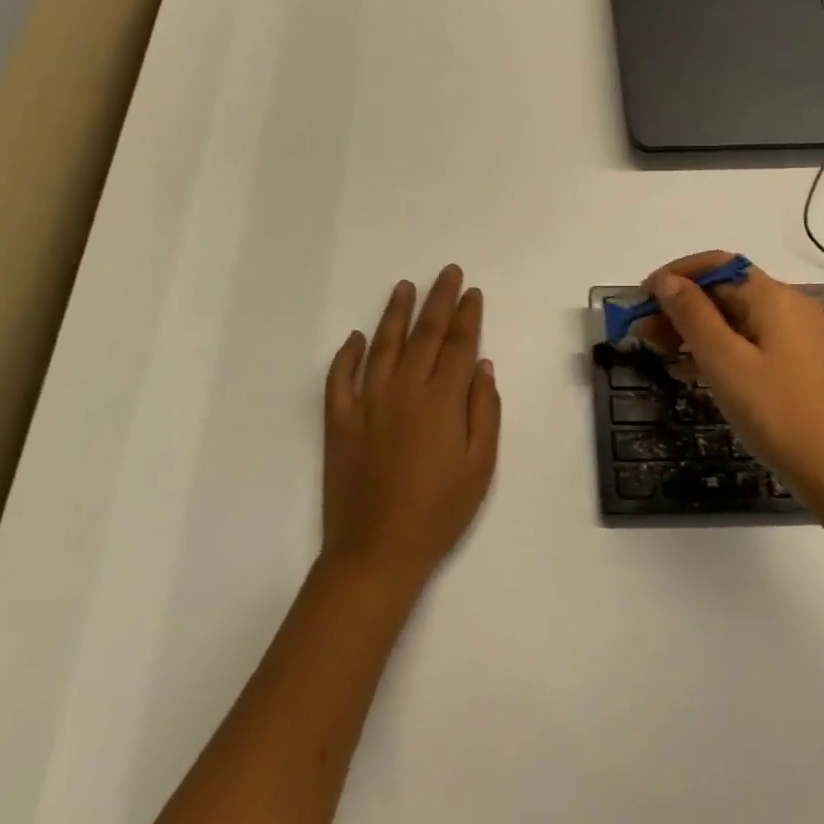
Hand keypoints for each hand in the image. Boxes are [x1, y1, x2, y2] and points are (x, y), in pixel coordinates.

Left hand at [322, 267, 500, 587]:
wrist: (377, 551)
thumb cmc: (439, 512)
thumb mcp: (480, 467)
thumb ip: (484, 410)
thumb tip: (481, 365)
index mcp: (442, 401)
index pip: (458, 345)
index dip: (467, 316)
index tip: (472, 292)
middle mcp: (404, 390)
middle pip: (424, 334)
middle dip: (439, 300)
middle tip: (448, 273)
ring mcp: (367, 402)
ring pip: (382, 345)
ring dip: (395, 313)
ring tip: (405, 287)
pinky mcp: (339, 420)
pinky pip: (340, 377)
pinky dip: (346, 354)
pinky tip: (355, 338)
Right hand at [642, 251, 823, 491]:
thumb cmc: (777, 412)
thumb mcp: (724, 361)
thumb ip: (691, 315)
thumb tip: (666, 281)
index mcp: (771, 296)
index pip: (715, 265)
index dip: (674, 275)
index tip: (640, 299)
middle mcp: (786, 305)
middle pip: (723, 290)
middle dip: (679, 305)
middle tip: (641, 332)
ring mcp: (794, 335)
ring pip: (733, 317)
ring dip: (693, 328)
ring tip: (658, 351)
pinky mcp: (795, 362)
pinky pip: (747, 340)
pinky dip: (716, 347)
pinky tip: (690, 369)